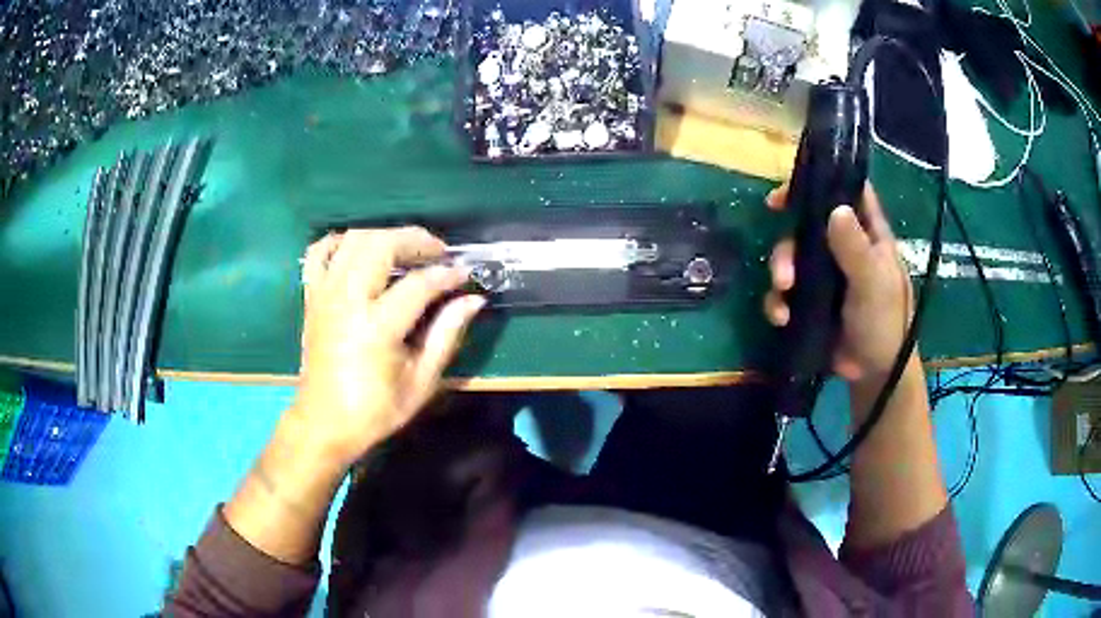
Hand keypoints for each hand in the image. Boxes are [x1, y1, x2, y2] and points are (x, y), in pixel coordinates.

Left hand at [291, 227, 485, 467]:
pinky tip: (359, 249)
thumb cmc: (375, 410)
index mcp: (377, 328)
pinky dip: (339, 242)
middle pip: (380, 245)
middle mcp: (347, 301)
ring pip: (353, 240)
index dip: (447, 274)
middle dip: (415, 239)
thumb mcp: (421, 382)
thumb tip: (473, 300)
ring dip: (383, 235)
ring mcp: (325, 295)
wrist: (324, 423)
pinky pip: (318, 253)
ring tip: (405, 248)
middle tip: (437, 251)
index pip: (418, 284)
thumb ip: (447, 335)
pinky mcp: (311, 298)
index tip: (465, 273)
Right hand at [763, 184, 913, 385]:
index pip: (846, 191)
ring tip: (783, 295)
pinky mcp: (809, 301)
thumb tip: (835, 209)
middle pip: (807, 225)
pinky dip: (778, 303)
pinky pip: (785, 292)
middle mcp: (842, 246)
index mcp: (866, 233)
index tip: (787, 192)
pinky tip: (782, 318)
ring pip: (791, 257)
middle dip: (789, 244)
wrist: (874, 374)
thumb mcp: (873, 283)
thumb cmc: (885, 322)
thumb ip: (855, 248)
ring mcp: (824, 274)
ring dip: (780, 273)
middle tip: (784, 269)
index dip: (819, 182)